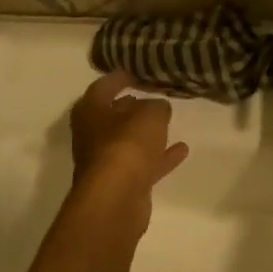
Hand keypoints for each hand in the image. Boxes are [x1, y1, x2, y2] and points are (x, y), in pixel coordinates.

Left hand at [68, 72, 188, 226]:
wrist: (116, 199)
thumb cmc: (127, 145)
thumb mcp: (150, 115)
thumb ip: (156, 106)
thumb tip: (158, 108)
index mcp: (90, 111)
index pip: (104, 86)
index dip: (121, 77)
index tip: (139, 72)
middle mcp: (92, 135)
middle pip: (112, 115)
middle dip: (132, 107)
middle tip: (153, 96)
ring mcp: (104, 162)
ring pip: (128, 141)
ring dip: (146, 134)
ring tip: (169, 121)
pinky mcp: (120, 184)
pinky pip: (142, 164)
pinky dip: (159, 157)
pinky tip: (181, 150)